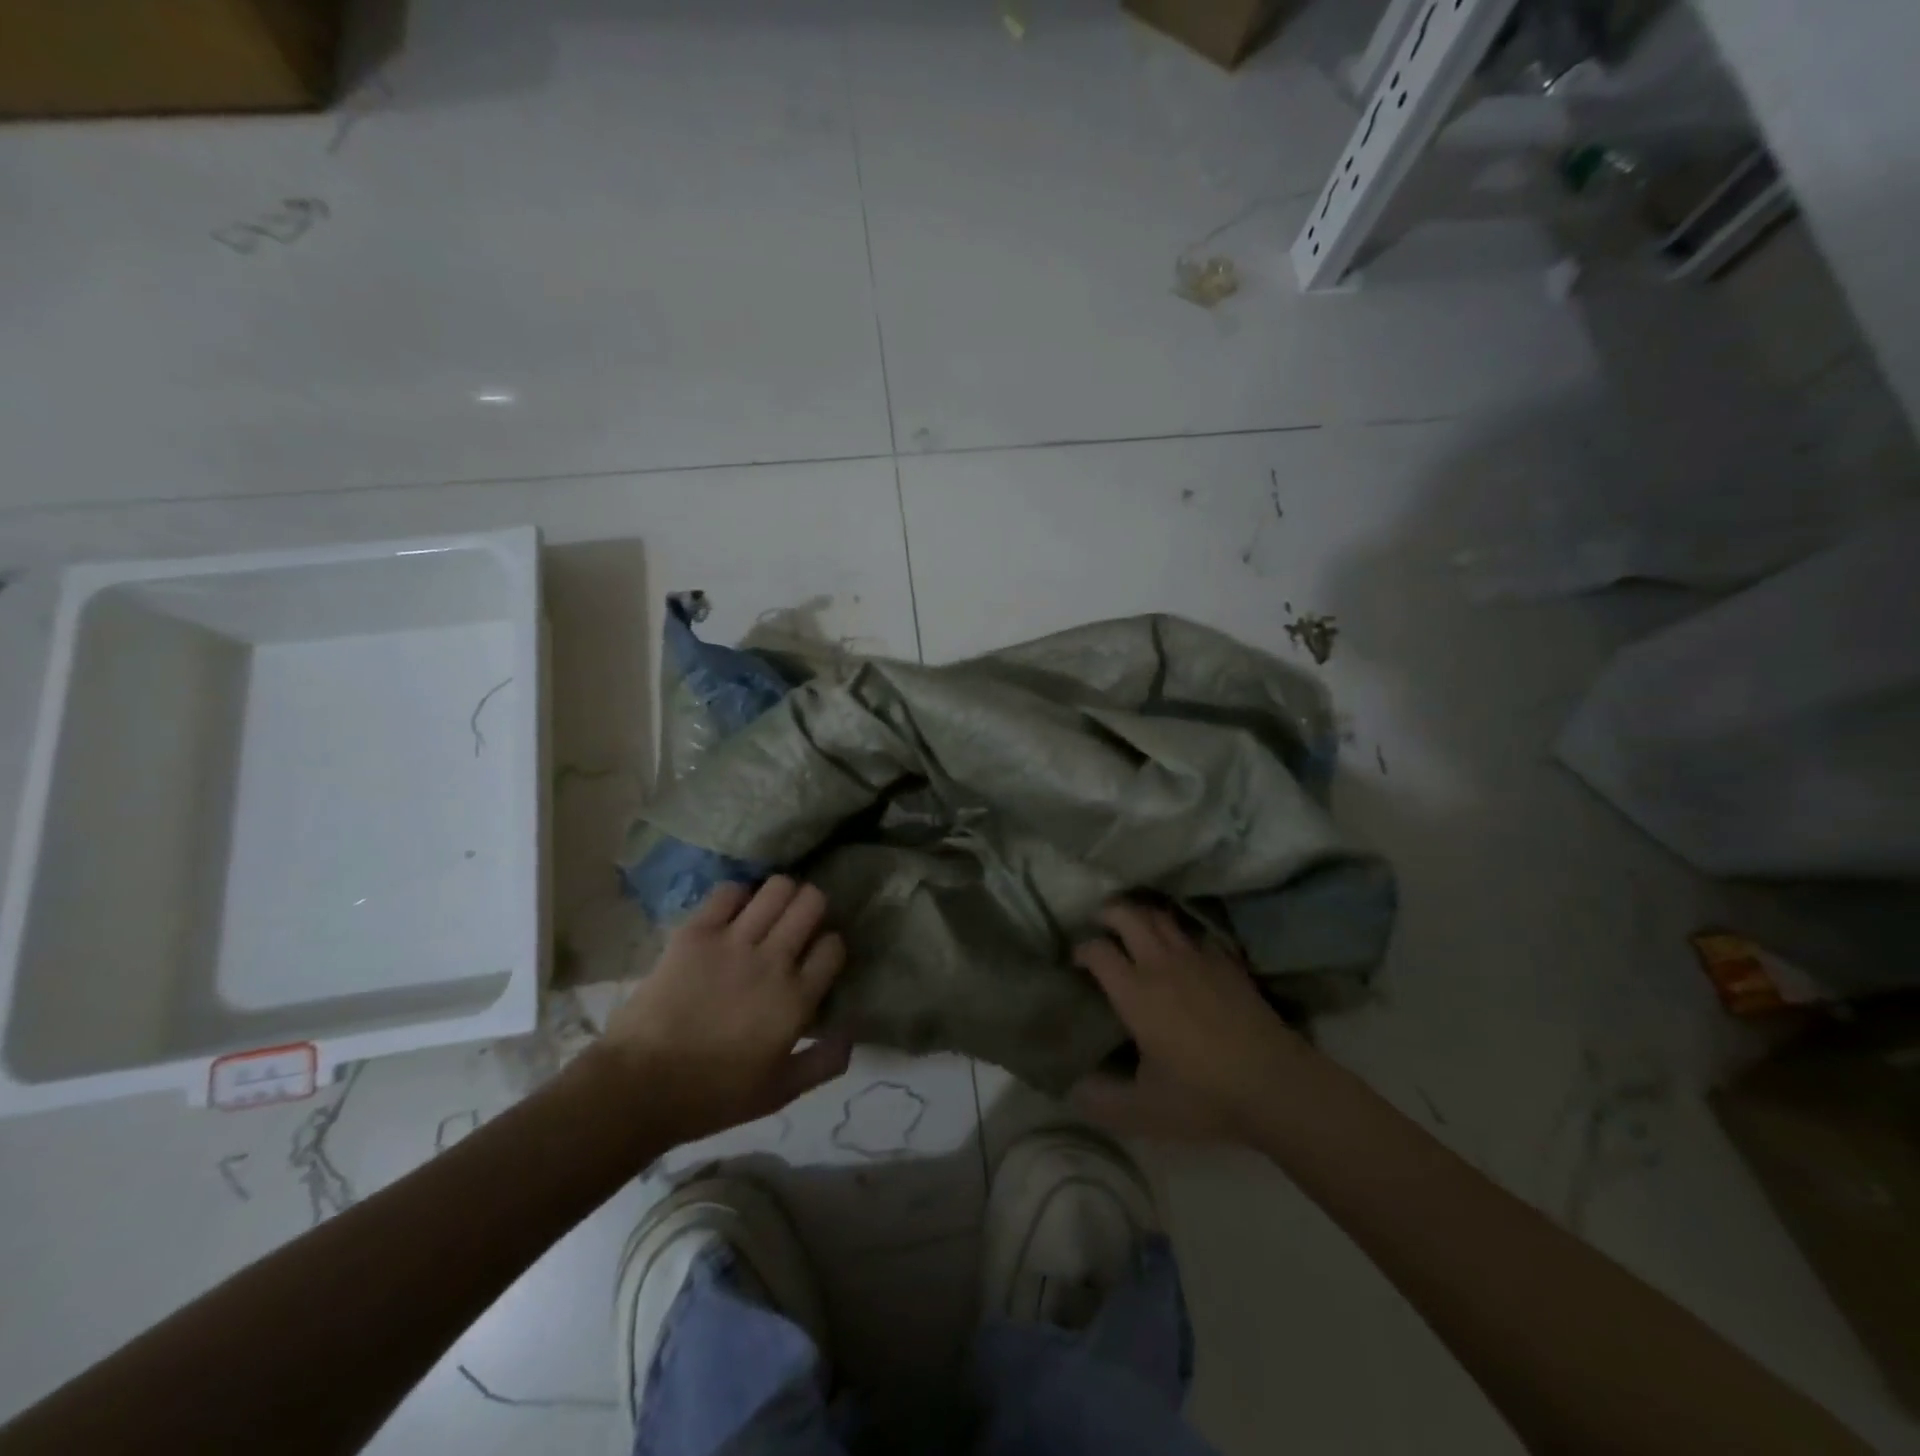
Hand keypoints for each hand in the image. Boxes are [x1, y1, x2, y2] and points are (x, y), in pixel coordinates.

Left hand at [596, 876, 851, 1145]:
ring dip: (780, 895)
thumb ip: (825, 1062)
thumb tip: (854, 1033)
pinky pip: (729, 892)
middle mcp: (773, 960)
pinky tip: (733, 913)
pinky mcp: (696, 932)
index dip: (829, 946)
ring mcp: (734, 941)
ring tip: (768, 912)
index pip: (833, 946)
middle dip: (812, 907)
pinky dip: (738, 896)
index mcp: (796, 999)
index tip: (817, 957)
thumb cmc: (713, 1096)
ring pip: (777, 887)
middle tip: (797, 924)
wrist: (639, 1087)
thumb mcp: (780, 1092)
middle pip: (812, 902)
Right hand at [1070, 901, 1307, 1142]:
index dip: (1081, 950)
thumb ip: (1102, 1100)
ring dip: (1142, 916)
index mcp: (1135, 993)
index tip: (1076, 961)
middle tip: (1099, 926)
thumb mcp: (1144, 1111)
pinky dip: (1180, 934)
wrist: (1275, 1085)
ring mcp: (1197, 958)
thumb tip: (1073, 1091)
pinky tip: (1181, 952)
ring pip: (1162, 917)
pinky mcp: (1227, 963)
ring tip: (1135, 929)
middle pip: (1127, 915)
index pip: (1097, 950)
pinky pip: (1196, 934)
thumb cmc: (1203, 1097)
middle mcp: (1161, 964)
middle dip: (1107, 914)